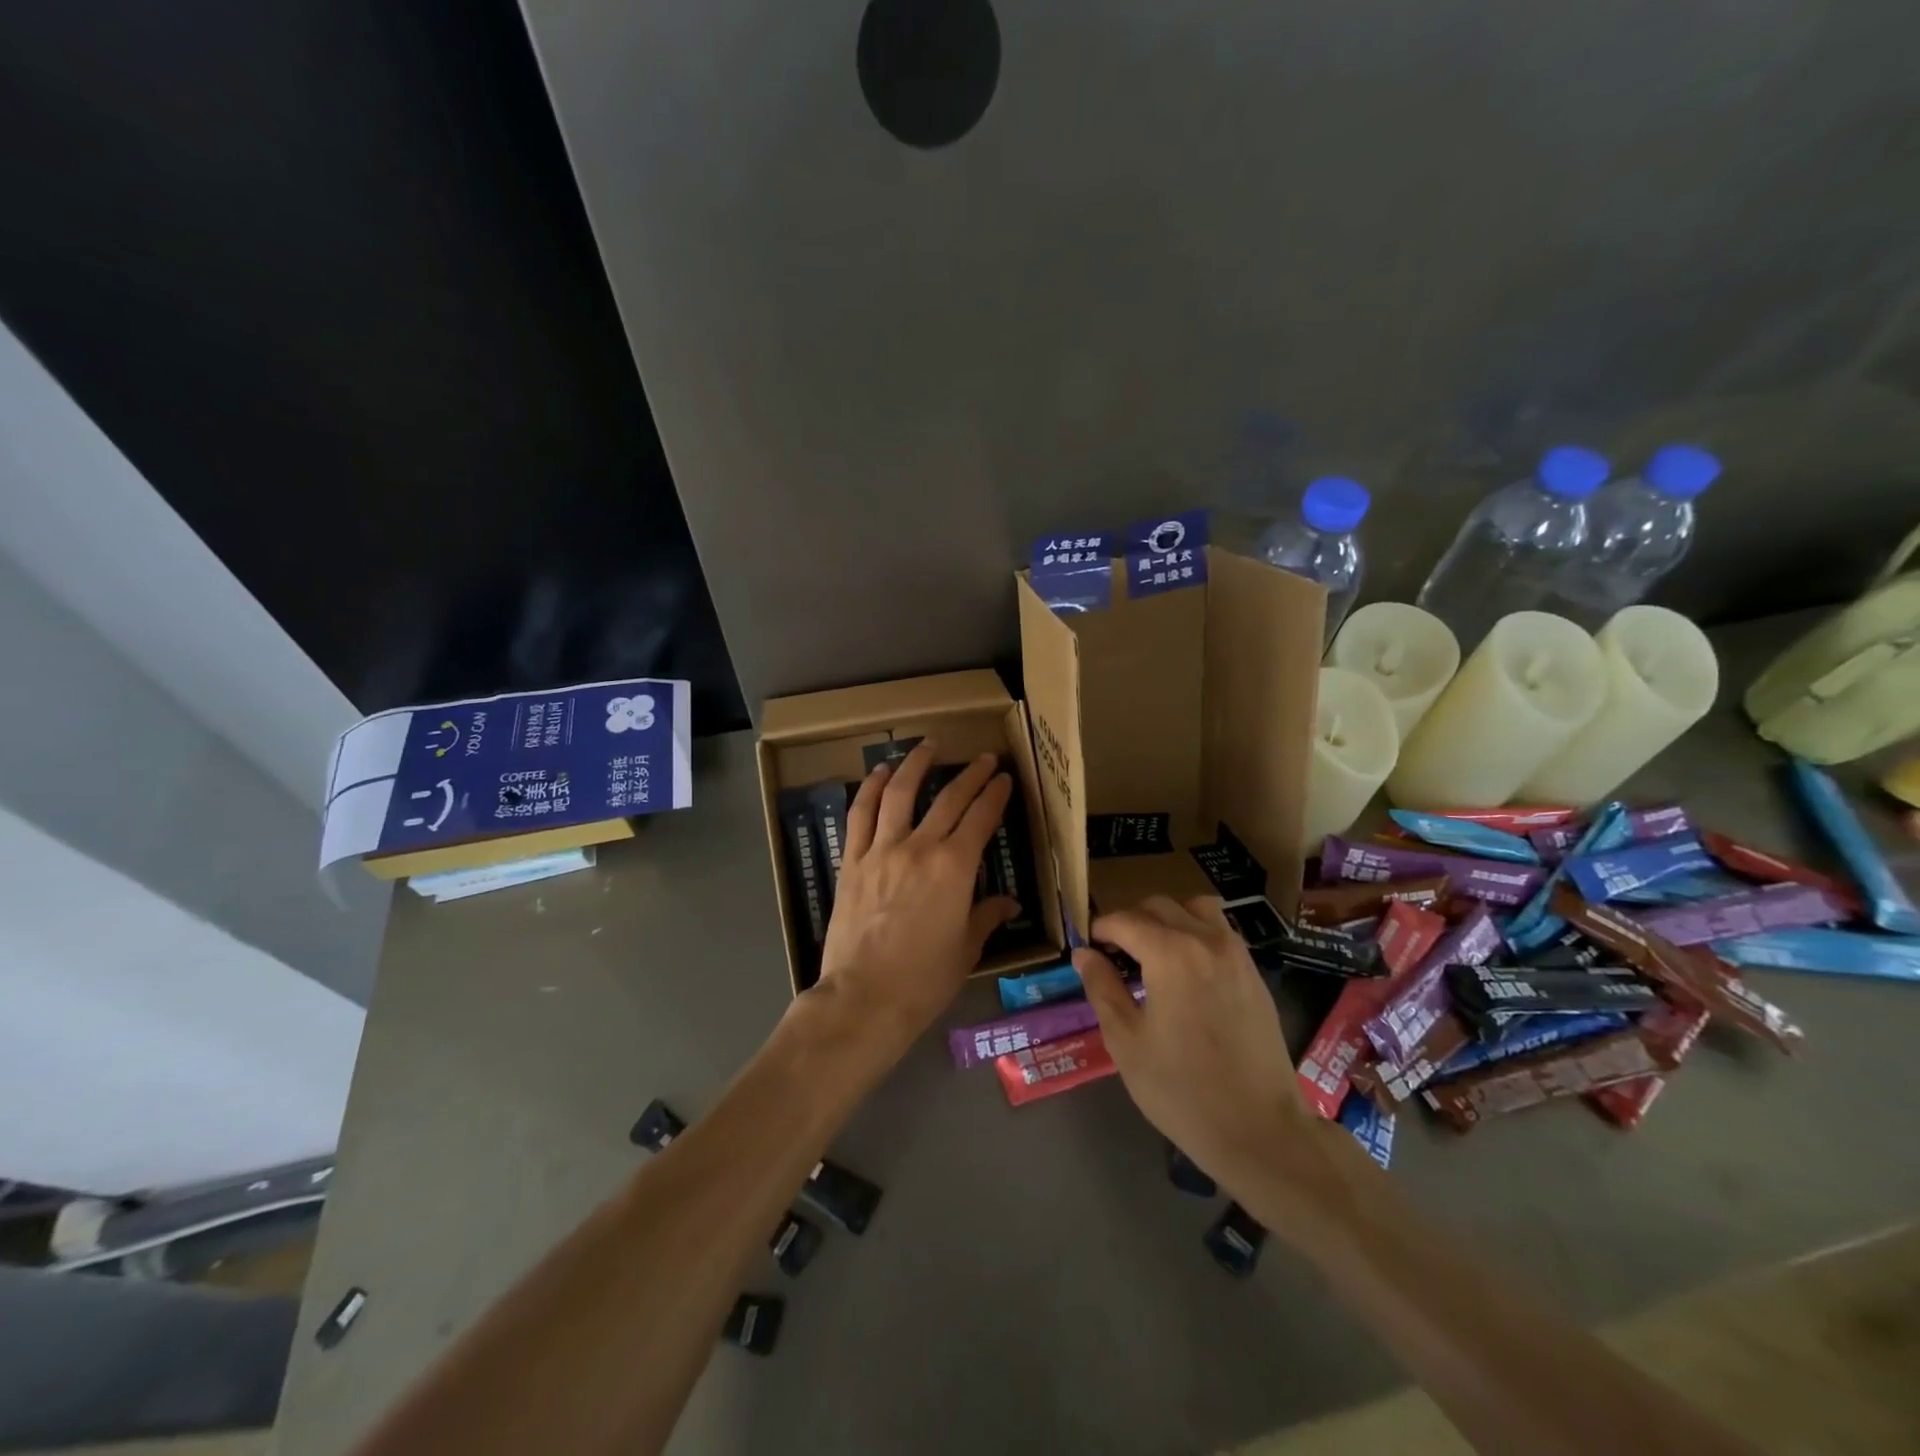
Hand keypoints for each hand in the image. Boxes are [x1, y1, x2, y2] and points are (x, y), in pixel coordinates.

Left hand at [811, 742, 1018, 1056]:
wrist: (864, 997)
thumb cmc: (924, 980)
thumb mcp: (966, 949)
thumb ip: (986, 916)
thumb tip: (1007, 902)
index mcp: (955, 867)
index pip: (981, 818)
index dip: (995, 794)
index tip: (1004, 777)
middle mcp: (920, 847)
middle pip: (949, 798)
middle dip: (971, 774)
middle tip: (984, 757)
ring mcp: (881, 850)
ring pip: (900, 793)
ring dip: (916, 764)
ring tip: (929, 744)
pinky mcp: (852, 860)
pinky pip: (860, 815)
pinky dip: (869, 788)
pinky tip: (878, 773)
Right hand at [1073, 896, 1307, 1185]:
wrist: (1260, 1130)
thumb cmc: (1182, 1090)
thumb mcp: (1126, 1042)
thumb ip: (1102, 988)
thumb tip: (1084, 954)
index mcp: (1170, 953)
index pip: (1124, 920)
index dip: (1099, 930)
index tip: (1088, 950)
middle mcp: (1205, 940)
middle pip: (1159, 906)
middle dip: (1131, 922)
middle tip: (1115, 955)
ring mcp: (1236, 953)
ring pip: (1194, 909)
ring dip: (1168, 919)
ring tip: (1154, 954)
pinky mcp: (1254, 973)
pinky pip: (1220, 931)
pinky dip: (1196, 933)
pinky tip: (1186, 972)